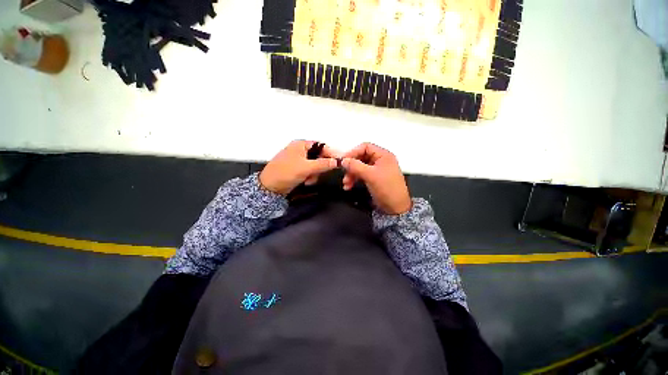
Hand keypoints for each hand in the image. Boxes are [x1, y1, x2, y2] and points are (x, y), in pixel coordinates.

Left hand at [260, 140, 338, 194]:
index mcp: (301, 145)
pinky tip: (305, 181)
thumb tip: (337, 161)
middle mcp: (300, 150)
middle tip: (318, 174)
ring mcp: (298, 159)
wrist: (269, 187)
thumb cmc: (286, 173)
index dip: (331, 154)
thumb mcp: (306, 168)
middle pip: (319, 156)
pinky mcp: (297, 168)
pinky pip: (309, 171)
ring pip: (315, 165)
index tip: (338, 162)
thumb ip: (323, 164)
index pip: (321, 146)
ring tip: (309, 180)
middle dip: (320, 167)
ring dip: (315, 174)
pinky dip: (310, 176)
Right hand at [341, 143, 411, 214]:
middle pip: (361, 158)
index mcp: (383, 155)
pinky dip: (355, 179)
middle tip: (344, 174)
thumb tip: (343, 160)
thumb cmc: (386, 188)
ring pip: (360, 167)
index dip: (353, 152)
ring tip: (346, 184)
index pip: (365, 147)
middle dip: (351, 166)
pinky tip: (349, 186)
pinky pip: (361, 175)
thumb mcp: (370, 175)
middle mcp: (380, 160)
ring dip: (351, 174)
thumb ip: (355, 166)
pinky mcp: (374, 179)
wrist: (395, 208)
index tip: (343, 161)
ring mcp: (377, 170)